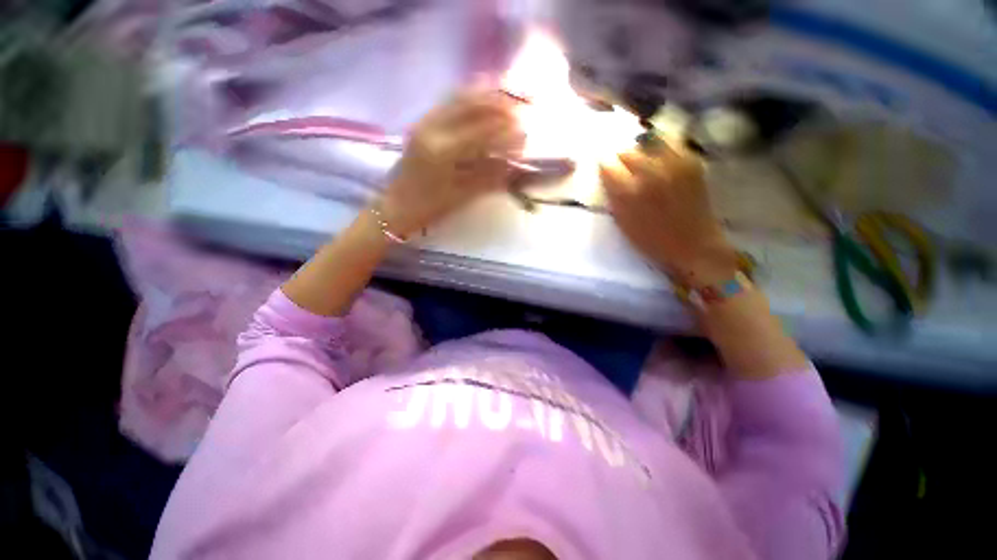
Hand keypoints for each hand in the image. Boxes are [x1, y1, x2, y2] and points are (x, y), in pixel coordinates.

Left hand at [378, 90, 524, 236]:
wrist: (396, 206)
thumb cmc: (429, 208)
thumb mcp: (462, 195)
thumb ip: (488, 176)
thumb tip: (513, 161)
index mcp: (442, 150)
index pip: (481, 130)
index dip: (505, 130)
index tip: (523, 132)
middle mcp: (431, 128)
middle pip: (470, 103)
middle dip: (498, 102)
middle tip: (519, 107)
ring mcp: (424, 122)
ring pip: (458, 96)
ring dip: (484, 94)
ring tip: (506, 97)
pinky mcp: (421, 123)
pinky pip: (448, 102)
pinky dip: (468, 97)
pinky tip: (481, 99)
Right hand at [600, 142, 737, 285]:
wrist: (693, 245)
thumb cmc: (652, 241)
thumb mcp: (622, 222)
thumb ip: (613, 197)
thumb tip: (607, 177)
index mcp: (628, 192)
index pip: (607, 166)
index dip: (605, 169)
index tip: (607, 174)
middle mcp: (649, 172)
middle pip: (626, 151)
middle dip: (622, 160)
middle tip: (625, 171)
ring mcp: (673, 164)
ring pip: (648, 141)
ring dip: (641, 151)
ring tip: (644, 163)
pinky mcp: (691, 161)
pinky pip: (671, 142)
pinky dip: (661, 147)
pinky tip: (661, 159)